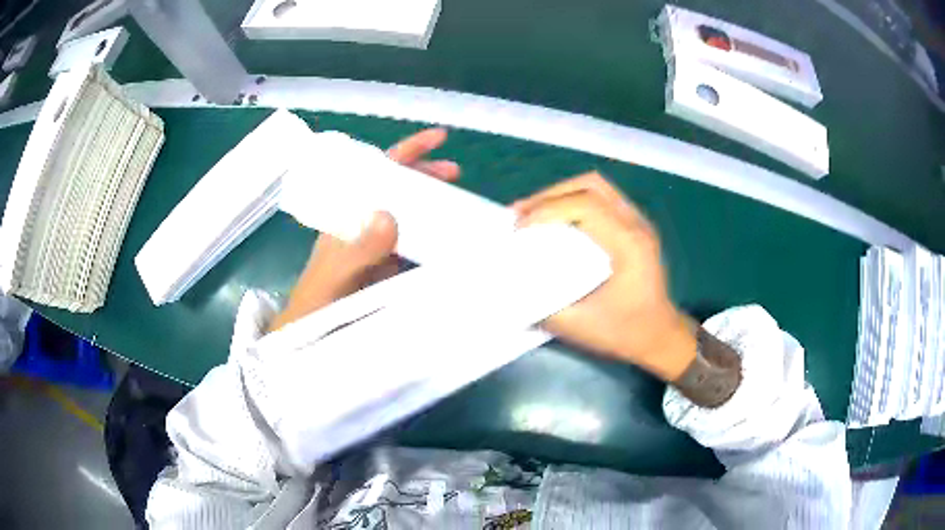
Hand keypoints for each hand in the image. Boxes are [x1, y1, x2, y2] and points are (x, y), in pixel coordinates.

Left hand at [268, 128, 459, 331]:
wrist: (313, 335)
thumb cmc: (317, 301)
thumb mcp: (334, 274)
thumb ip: (357, 250)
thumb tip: (389, 215)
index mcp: (351, 214)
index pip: (379, 173)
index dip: (408, 151)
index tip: (439, 138)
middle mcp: (368, 225)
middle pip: (401, 189)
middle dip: (428, 176)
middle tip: (457, 173)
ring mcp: (383, 247)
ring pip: (414, 216)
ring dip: (438, 208)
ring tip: (466, 207)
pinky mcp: (394, 269)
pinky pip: (420, 246)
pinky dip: (439, 241)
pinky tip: (459, 244)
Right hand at [513, 172, 696, 380]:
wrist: (661, 336)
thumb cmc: (625, 332)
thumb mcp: (580, 326)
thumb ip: (543, 307)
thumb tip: (512, 288)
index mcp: (629, 243)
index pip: (585, 205)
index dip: (546, 209)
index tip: (518, 228)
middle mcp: (636, 224)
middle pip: (590, 185)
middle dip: (550, 195)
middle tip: (520, 213)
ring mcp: (638, 221)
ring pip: (597, 186)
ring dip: (561, 194)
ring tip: (534, 211)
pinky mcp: (634, 226)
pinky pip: (602, 198)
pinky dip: (574, 200)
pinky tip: (557, 218)